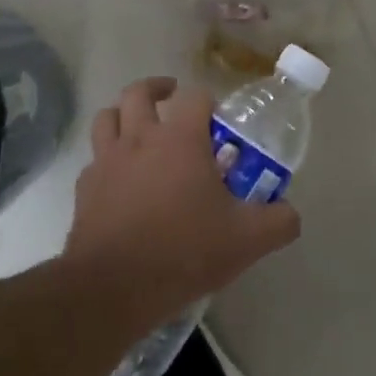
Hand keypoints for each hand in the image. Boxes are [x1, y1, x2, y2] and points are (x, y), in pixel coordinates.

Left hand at [64, 77, 299, 331]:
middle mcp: (139, 137)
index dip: (208, 103)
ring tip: (138, 129)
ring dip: (123, 115)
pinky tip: (119, 181)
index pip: (195, 96)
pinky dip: (106, 160)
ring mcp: (107, 160)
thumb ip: (278, 221)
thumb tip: (290, 212)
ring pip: (107, 117)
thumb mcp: (247, 240)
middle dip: (157, 89)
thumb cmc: (184, 251)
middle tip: (171, 99)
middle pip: (139, 92)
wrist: (114, 286)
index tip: (218, 122)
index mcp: (180, 138)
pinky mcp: (85, 188)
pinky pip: (95, 160)